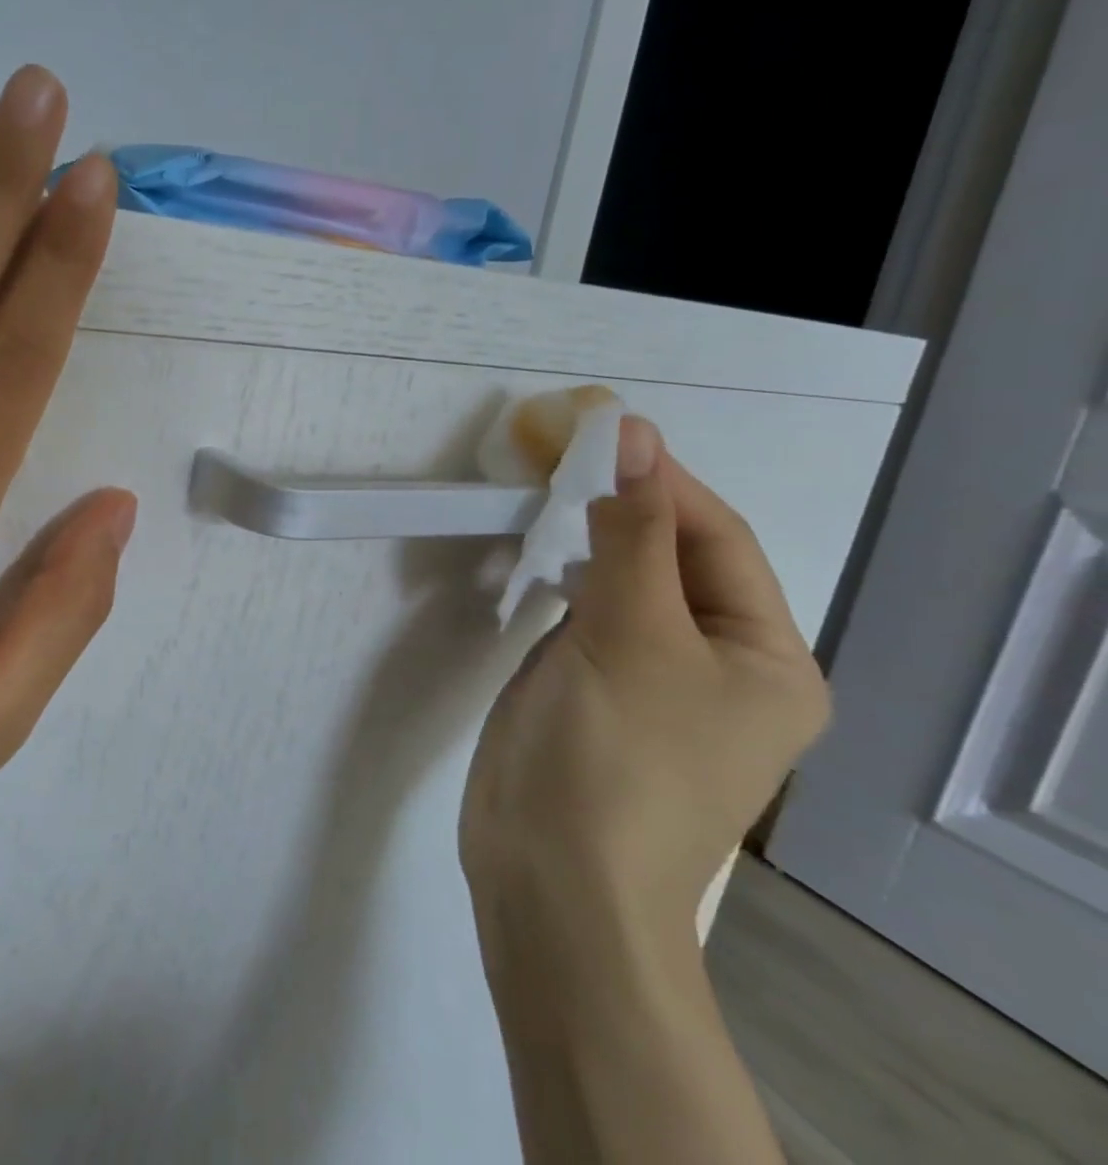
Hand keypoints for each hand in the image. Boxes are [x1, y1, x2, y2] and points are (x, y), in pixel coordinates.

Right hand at [460, 416, 830, 938]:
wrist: (551, 875)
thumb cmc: (613, 755)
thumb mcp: (632, 634)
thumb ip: (631, 532)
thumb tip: (632, 434)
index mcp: (767, 659)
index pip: (717, 540)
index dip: (661, 480)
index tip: (596, 429)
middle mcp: (721, 665)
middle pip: (674, 559)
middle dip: (621, 505)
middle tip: (557, 455)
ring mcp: (653, 681)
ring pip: (626, 584)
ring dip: (590, 537)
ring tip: (543, 492)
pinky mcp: (596, 691)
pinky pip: (590, 614)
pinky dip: (566, 576)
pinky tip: (536, 557)